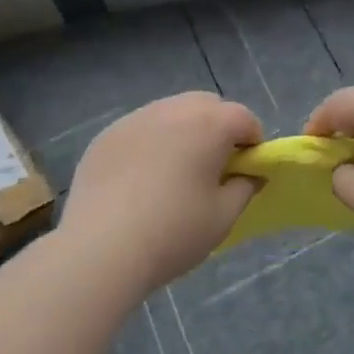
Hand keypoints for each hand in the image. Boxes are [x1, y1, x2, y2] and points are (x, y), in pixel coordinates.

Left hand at [60, 92, 262, 290]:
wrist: (101, 248)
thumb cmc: (173, 232)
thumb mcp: (222, 218)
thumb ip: (244, 189)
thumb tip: (250, 175)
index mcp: (210, 124)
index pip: (244, 118)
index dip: (252, 142)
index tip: (246, 170)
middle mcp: (174, 109)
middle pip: (207, 106)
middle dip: (217, 128)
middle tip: (212, 168)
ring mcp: (137, 117)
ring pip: (171, 112)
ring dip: (182, 132)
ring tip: (173, 173)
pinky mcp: (108, 134)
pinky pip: (140, 129)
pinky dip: (149, 143)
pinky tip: (138, 180)